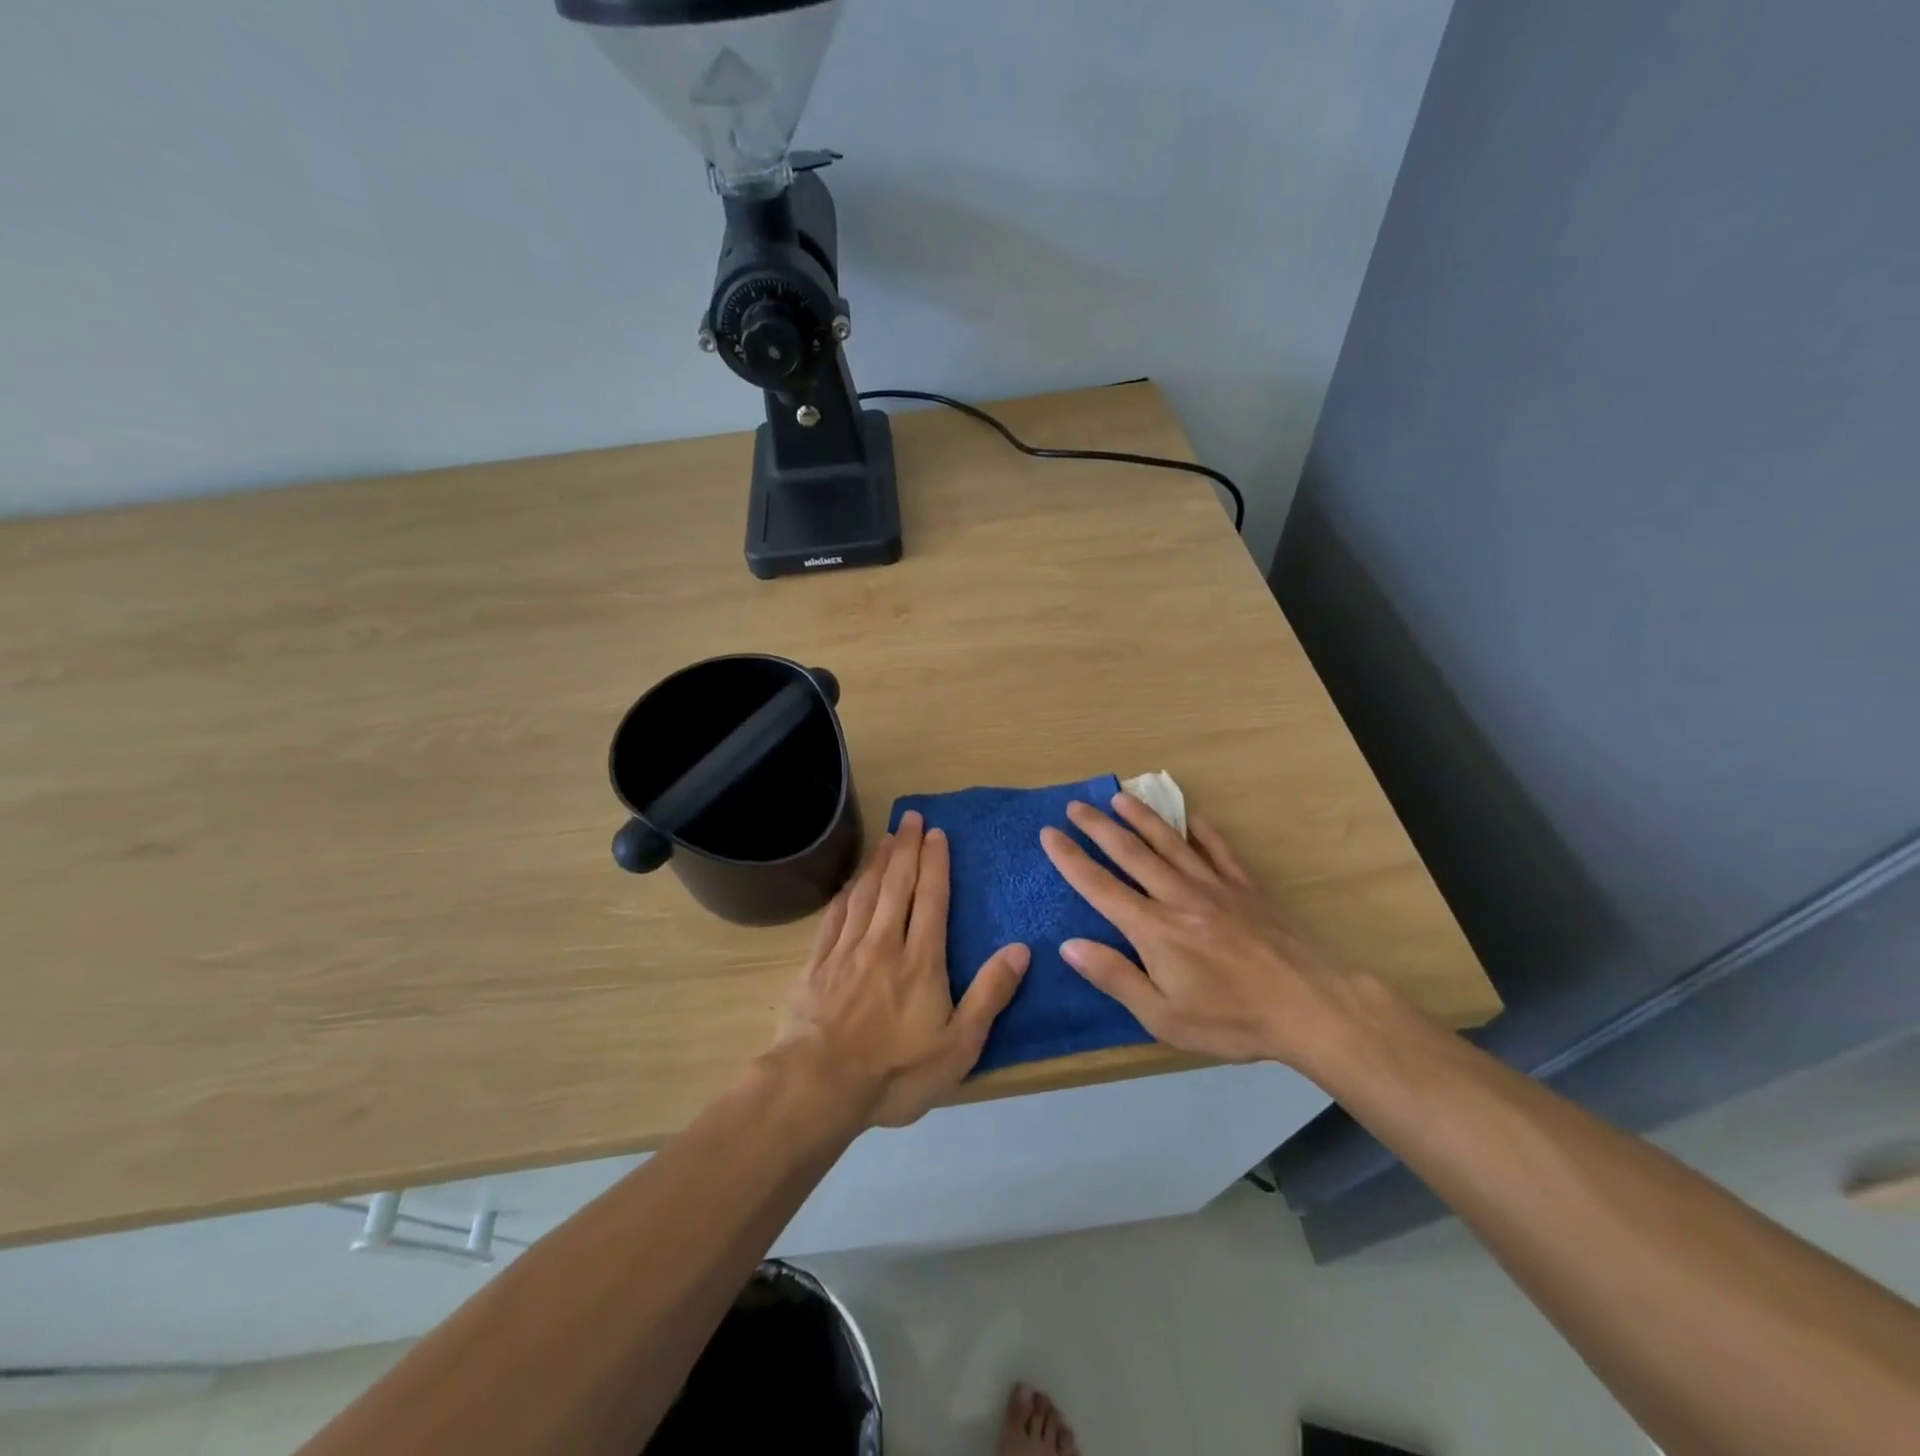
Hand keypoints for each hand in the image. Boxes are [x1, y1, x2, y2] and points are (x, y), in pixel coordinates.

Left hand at [773, 810, 1030, 1127]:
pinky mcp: (816, 964)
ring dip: (878, 863)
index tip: (936, 833)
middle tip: (910, 817)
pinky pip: (834, 916)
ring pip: (865, 894)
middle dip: (906, 848)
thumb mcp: (959, 1045)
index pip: (931, 898)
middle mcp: (883, 943)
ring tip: (886, 838)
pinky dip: (845, 893)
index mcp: (920, 959)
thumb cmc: (896, 1071)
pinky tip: (849, 883)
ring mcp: (846, 951)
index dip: (935, 863)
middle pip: (897, 885)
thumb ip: (990, 995)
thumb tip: (1021, 949)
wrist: (818, 1086)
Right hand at [1038, 794, 1349, 1068]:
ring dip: (1141, 818)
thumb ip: (1115, 977)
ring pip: (1170, 842)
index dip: (1071, 859)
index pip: (1100, 886)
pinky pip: (1219, 849)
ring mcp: (1215, 886)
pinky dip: (1201, 830)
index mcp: (1153, 928)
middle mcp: (1178, 896)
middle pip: (1131, 853)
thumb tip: (1069, 945)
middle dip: (1099, 827)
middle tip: (1075, 806)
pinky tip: (1192, 816)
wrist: (1310, 1007)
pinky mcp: (1247, 887)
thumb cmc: (1231, 1018)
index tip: (1048, 834)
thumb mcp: (1163, 1017)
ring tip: (1119, 797)